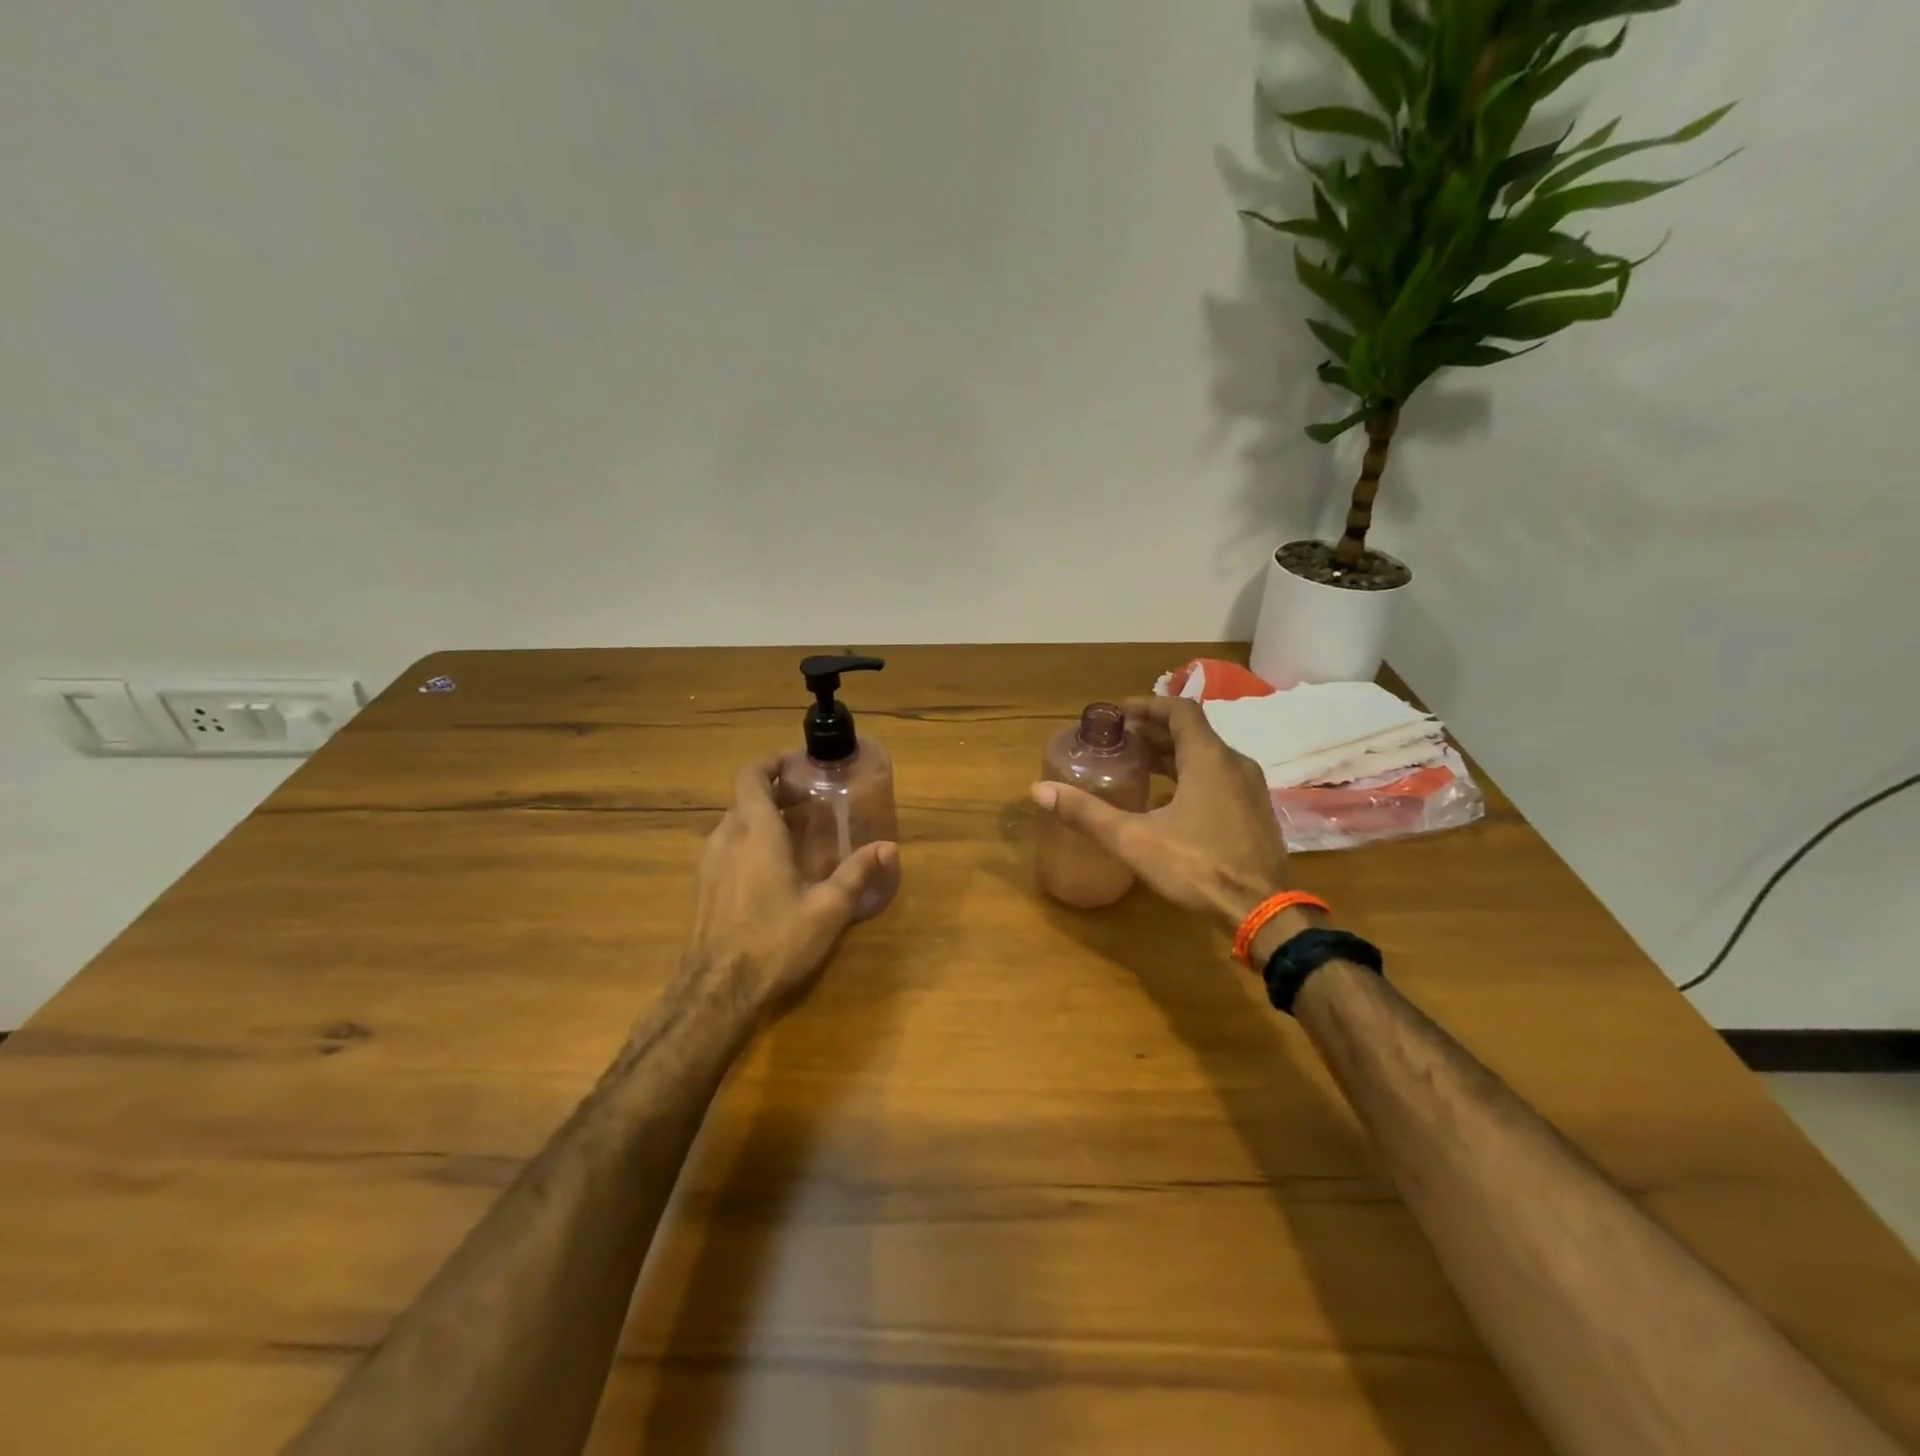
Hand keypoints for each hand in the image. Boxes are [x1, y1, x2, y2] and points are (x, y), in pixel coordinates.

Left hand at [683, 756, 896, 1020]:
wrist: (718, 992)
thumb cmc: (775, 941)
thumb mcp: (827, 909)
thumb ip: (857, 873)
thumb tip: (889, 847)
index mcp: (755, 833)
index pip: (751, 776)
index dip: (771, 762)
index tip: (798, 763)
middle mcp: (726, 838)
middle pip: (745, 798)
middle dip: (775, 792)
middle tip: (810, 800)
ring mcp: (709, 863)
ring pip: (734, 823)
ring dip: (762, 818)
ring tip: (797, 832)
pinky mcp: (704, 887)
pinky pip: (727, 847)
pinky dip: (749, 841)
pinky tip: (775, 868)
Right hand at [1030, 695, 1292, 935]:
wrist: (1264, 911)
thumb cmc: (1199, 867)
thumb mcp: (1134, 839)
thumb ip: (1087, 813)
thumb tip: (1039, 790)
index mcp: (1209, 758)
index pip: (1180, 710)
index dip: (1148, 706)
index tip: (1119, 713)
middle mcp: (1234, 763)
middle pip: (1192, 732)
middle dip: (1154, 731)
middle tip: (1119, 740)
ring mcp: (1249, 788)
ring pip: (1207, 756)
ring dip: (1173, 753)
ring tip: (1138, 764)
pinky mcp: (1254, 812)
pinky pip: (1219, 777)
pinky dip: (1191, 773)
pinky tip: (1169, 798)